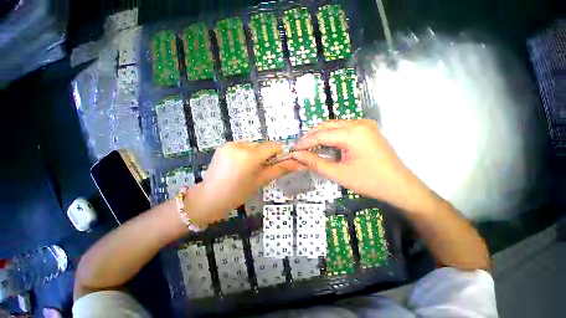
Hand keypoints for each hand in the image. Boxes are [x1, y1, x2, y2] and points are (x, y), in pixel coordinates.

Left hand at [187, 142, 302, 224]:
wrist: (210, 198)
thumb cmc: (238, 193)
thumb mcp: (261, 181)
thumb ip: (279, 169)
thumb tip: (298, 164)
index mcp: (249, 156)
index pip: (273, 146)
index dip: (279, 152)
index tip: (279, 161)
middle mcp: (239, 145)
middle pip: (262, 145)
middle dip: (266, 155)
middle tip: (261, 169)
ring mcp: (230, 144)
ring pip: (252, 145)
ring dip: (256, 154)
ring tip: (249, 168)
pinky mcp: (223, 146)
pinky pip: (242, 146)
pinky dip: (246, 153)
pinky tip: (239, 165)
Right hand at [292, 119, 430, 210]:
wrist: (400, 186)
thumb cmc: (369, 182)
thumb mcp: (339, 174)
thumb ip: (315, 163)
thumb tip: (296, 155)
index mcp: (353, 133)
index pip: (321, 135)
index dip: (305, 142)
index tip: (293, 149)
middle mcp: (359, 123)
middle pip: (327, 126)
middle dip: (311, 136)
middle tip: (300, 148)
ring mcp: (364, 125)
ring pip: (335, 125)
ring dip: (320, 134)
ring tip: (309, 145)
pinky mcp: (367, 129)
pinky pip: (344, 128)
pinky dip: (331, 134)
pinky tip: (326, 143)